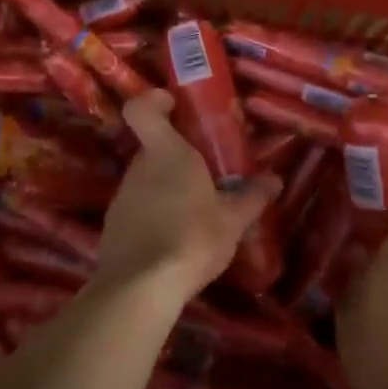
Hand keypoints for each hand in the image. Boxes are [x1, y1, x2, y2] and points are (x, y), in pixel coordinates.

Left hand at [94, 91, 281, 299]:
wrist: (141, 287)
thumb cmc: (192, 238)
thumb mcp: (232, 220)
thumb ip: (252, 197)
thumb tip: (274, 180)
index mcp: (167, 154)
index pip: (142, 110)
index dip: (154, 101)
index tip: (171, 103)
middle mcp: (138, 168)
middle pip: (153, 149)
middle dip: (177, 158)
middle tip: (206, 175)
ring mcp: (121, 198)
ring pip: (146, 181)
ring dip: (167, 190)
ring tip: (195, 215)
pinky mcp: (113, 227)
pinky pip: (137, 210)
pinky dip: (153, 217)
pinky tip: (173, 242)